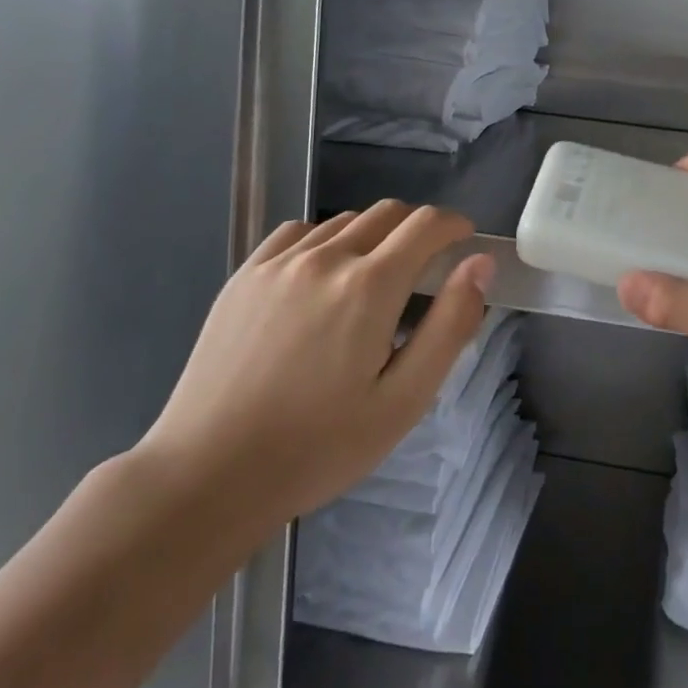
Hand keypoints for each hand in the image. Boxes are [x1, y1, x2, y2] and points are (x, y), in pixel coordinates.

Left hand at [130, 202, 493, 566]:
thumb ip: (450, 325)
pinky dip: (326, 240)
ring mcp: (279, 263)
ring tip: (375, 280)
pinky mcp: (245, 275)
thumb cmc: (319, 446)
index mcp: (370, 286)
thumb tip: (480, 264)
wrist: (208, 474)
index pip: (427, 224)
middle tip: (427, 267)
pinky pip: (299, 233)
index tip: (465, 243)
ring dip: (374, 235)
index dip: (455, 225)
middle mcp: (326, 258)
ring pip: (344, 221)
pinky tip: (323, 277)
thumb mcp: (404, 399)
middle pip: (388, 213)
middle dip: (419, 228)